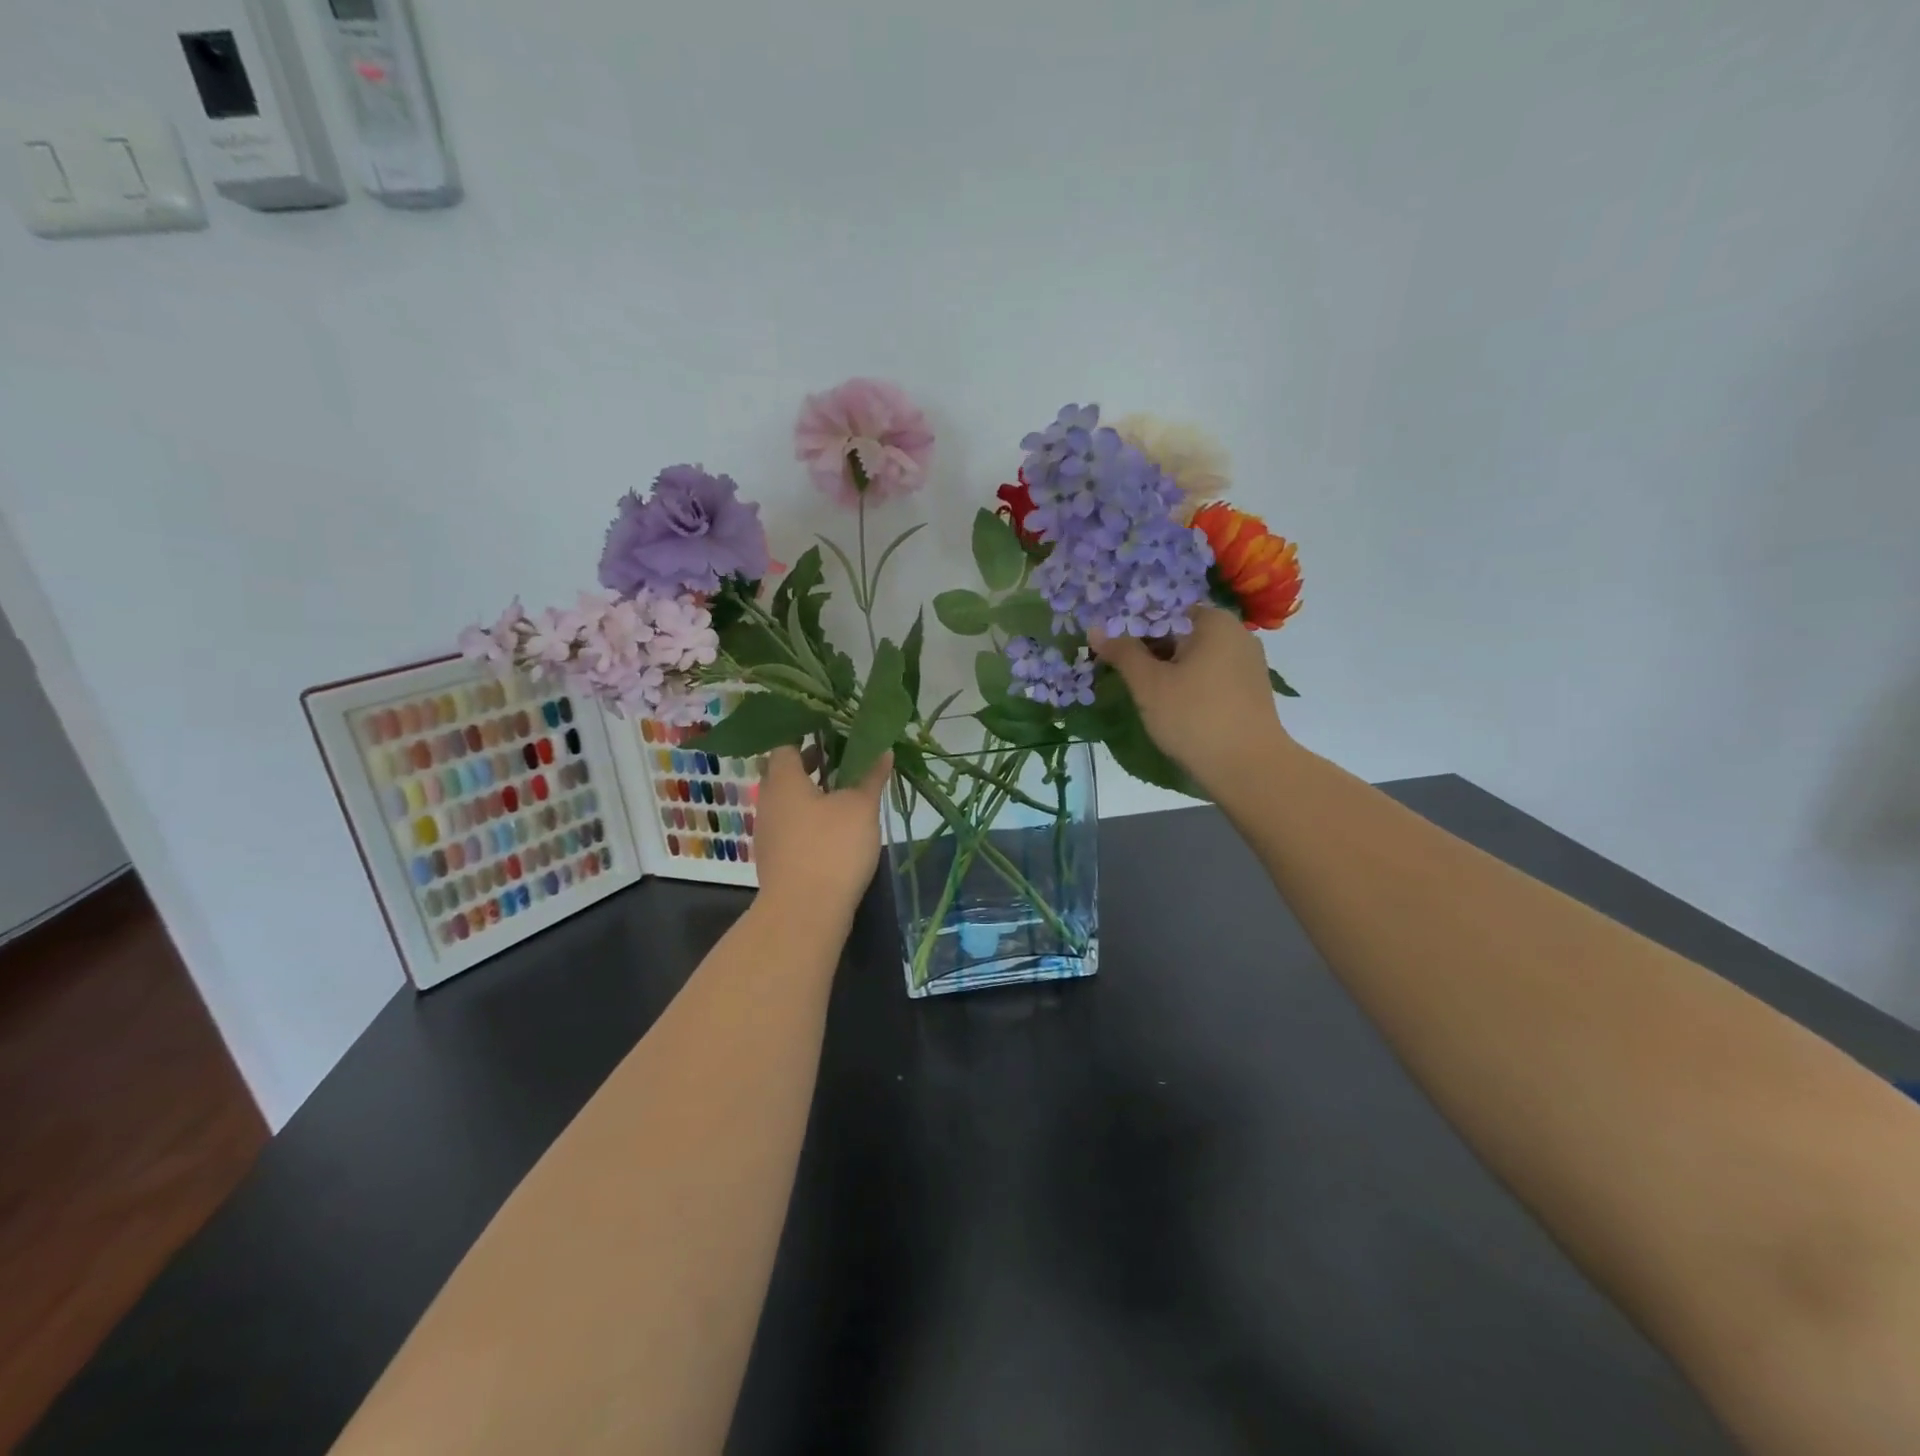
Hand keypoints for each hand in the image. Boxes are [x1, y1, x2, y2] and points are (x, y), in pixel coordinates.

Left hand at [752, 745, 890, 924]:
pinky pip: (791, 826)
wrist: (804, 913)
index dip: (806, 733)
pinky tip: (835, 828)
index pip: (785, 744)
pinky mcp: (776, 858)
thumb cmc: (832, 848)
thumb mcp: (860, 807)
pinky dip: (810, 818)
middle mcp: (768, 802)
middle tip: (843, 756)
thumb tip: (882, 749)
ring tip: (844, 791)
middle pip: (784, 773)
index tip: (831, 729)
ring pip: (788, 801)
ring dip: (812, 792)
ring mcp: (768, 833)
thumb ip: (871, 776)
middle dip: (812, 763)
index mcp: (783, 781)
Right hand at [1090, 607, 1292, 797]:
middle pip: (1180, 632)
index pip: (1163, 611)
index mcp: (1214, 621)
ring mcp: (1247, 663)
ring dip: (1168, 669)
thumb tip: (1094, 629)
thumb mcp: (1148, 684)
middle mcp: (1236, 634)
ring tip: (1143, 692)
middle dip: (1150, 650)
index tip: (1112, 649)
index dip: (1132, 628)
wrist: (1248, 767)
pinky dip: (1189, 684)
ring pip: (1195, 656)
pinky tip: (1173, 706)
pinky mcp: (1250, 690)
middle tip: (1123, 672)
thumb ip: (1122, 653)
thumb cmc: (1194, 716)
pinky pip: (1211, 676)